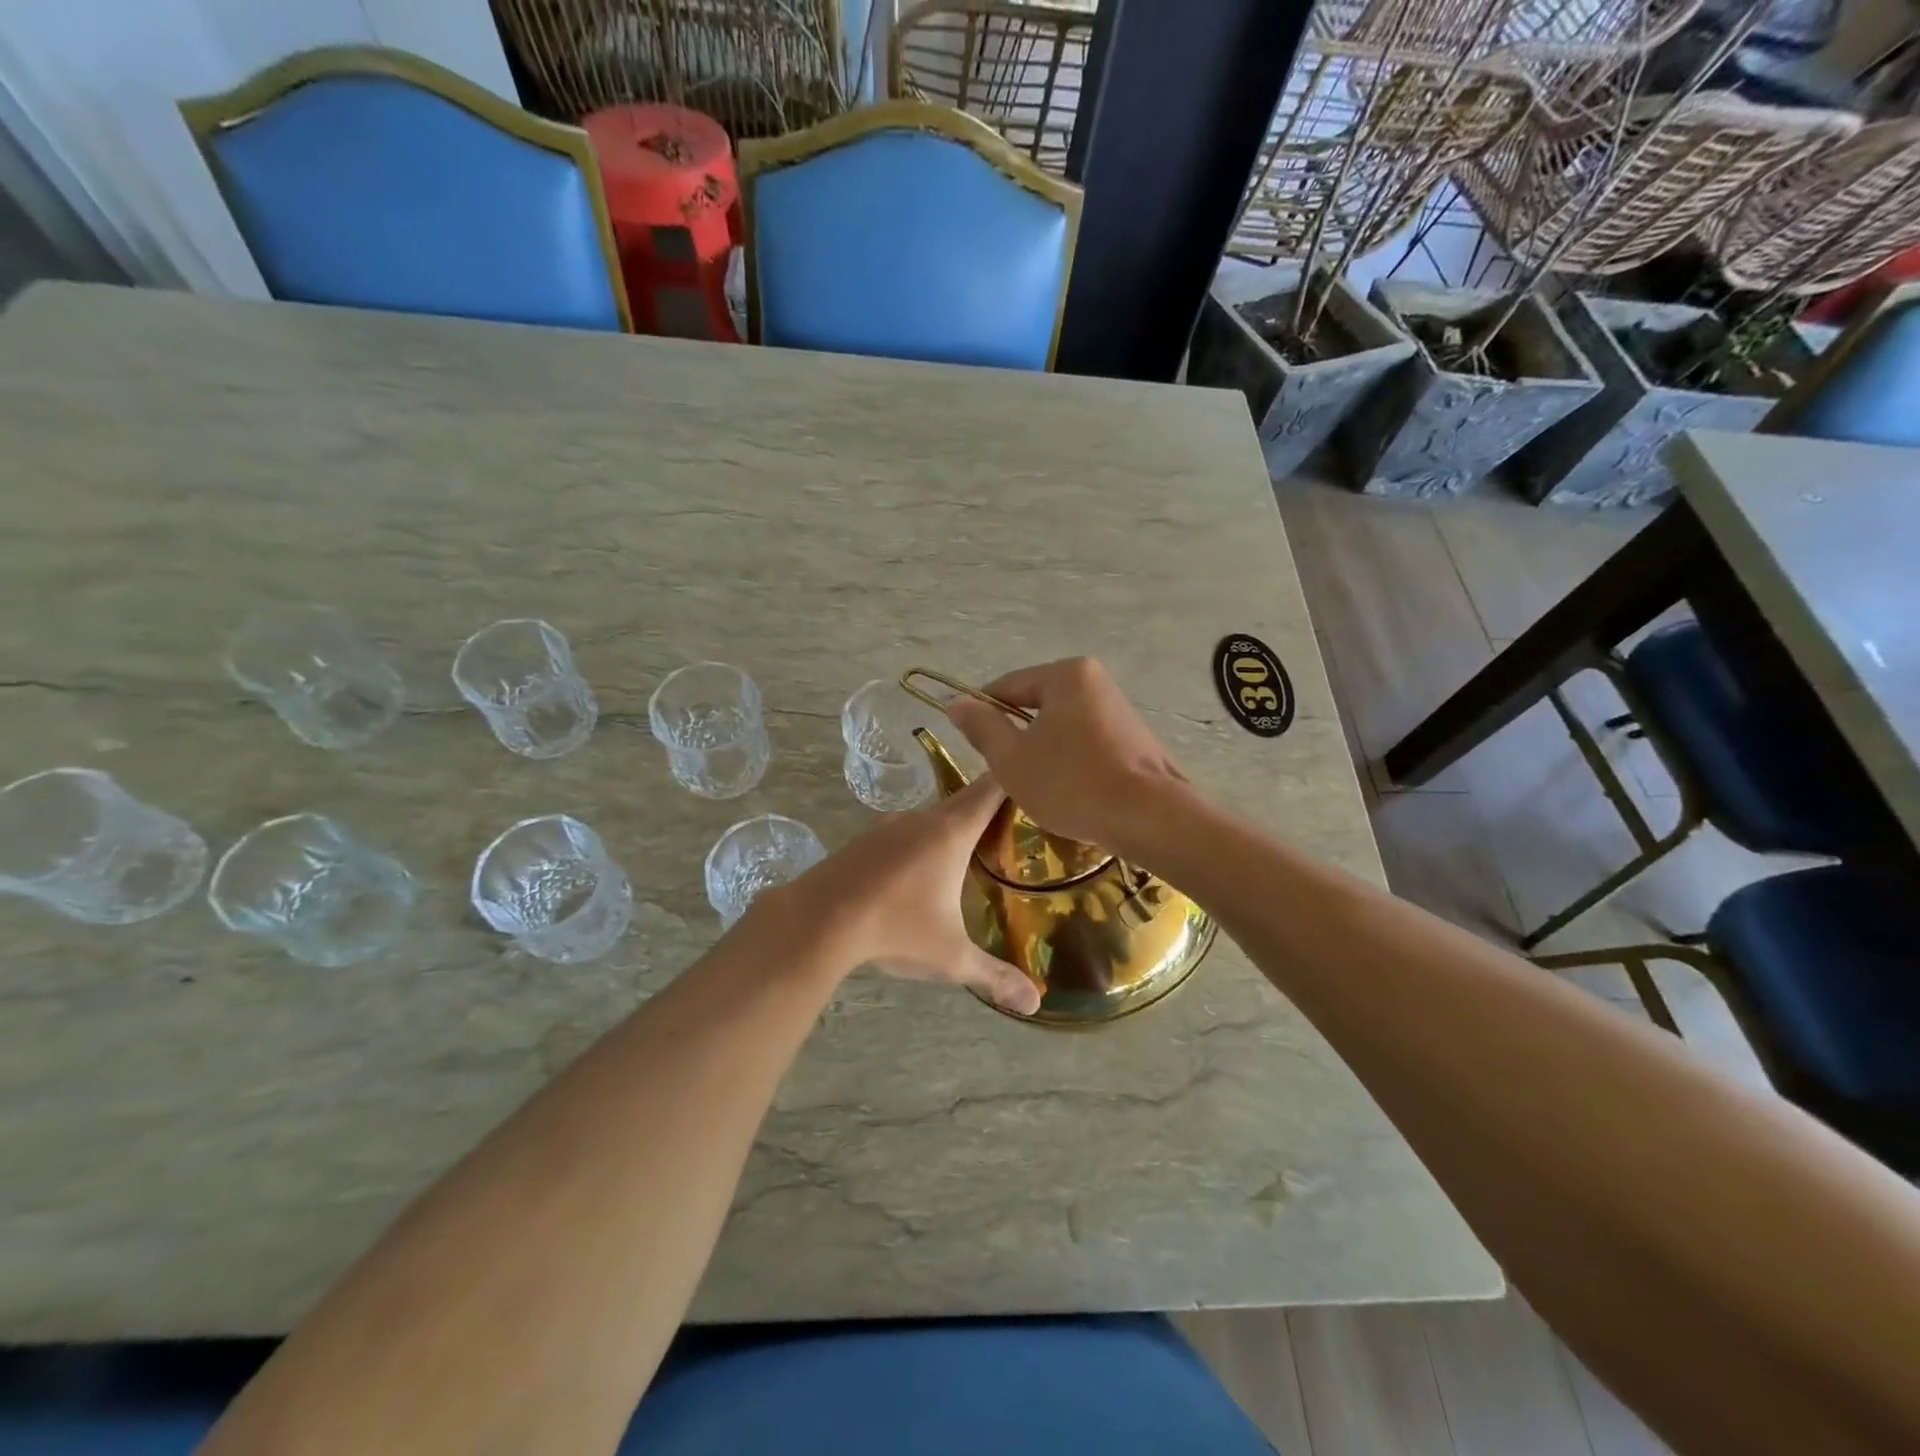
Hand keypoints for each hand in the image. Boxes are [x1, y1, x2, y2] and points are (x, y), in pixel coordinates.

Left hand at [745, 775, 1040, 1015]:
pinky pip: (903, 831)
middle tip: (1014, 828)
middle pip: (964, 800)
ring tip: (971, 853)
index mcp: (950, 832)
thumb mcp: (950, 957)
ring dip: (951, 828)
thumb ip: (994, 976)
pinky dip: (920, 841)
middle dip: (989, 809)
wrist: (816, 920)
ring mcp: (888, 825)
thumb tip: (1035, 1003)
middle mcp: (921, 818)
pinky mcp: (863, 840)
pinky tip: (920, 872)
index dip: (1017, 778)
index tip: (1038, 783)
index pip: (992, 788)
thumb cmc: (894, 930)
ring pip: (931, 817)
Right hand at [945, 657, 1187, 854]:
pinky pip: (1087, 743)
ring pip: (1063, 726)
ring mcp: (1120, 710)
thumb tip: (957, 704)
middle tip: (1004, 772)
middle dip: (1017, 736)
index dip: (983, 712)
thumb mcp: (1012, 758)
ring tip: (1037, 787)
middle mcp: (1097, 682)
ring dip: (1044, 752)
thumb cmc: (1072, 783)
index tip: (970, 743)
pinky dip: (1071, 762)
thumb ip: (982, 728)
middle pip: (1037, 704)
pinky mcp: (1135, 739)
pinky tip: (1070, 792)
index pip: (1008, 686)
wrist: (1150, 818)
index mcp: (1067, 675)